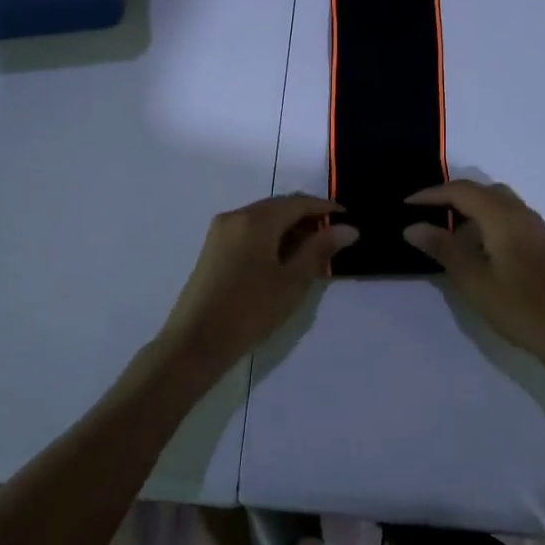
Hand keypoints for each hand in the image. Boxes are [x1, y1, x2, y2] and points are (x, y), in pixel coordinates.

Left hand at [149, 194, 357, 385]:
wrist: (195, 342)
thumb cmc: (250, 310)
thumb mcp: (293, 281)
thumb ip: (320, 249)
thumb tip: (348, 228)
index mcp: (256, 219)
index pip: (298, 202)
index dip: (325, 208)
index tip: (348, 218)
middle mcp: (235, 216)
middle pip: (278, 207)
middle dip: (307, 218)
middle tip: (333, 239)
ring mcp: (220, 232)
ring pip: (263, 220)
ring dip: (289, 230)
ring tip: (312, 253)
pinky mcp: (213, 249)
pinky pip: (249, 232)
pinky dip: (270, 239)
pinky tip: (283, 261)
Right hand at [403, 181, 544, 373]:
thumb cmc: (519, 307)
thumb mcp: (472, 279)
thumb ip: (442, 248)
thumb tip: (413, 227)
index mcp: (503, 216)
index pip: (461, 191)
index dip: (431, 194)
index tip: (405, 205)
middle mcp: (521, 213)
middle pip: (481, 190)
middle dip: (450, 197)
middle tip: (424, 214)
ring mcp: (536, 228)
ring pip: (497, 203)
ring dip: (469, 209)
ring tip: (446, 232)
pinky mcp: (542, 244)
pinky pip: (508, 217)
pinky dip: (486, 221)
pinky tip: (476, 248)